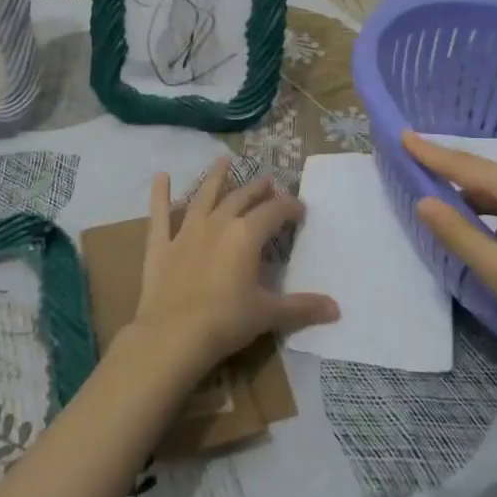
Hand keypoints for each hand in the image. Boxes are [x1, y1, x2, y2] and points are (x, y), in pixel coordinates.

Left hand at [129, 158, 338, 380]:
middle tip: (268, 182)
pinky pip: (160, 214)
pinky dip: (160, 194)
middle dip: (258, 189)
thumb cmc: (226, 322)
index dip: (289, 207)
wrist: (172, 336)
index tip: (300, 210)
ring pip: (204, 196)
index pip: (274, 212)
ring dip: (215, 177)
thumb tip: (336, 309)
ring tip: (224, 160)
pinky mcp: (160, 244)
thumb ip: (302, 307)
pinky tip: (160, 177)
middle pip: (241, 198)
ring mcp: (186, 231)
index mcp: (246, 235)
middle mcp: (218, 223)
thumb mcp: (268, 314)